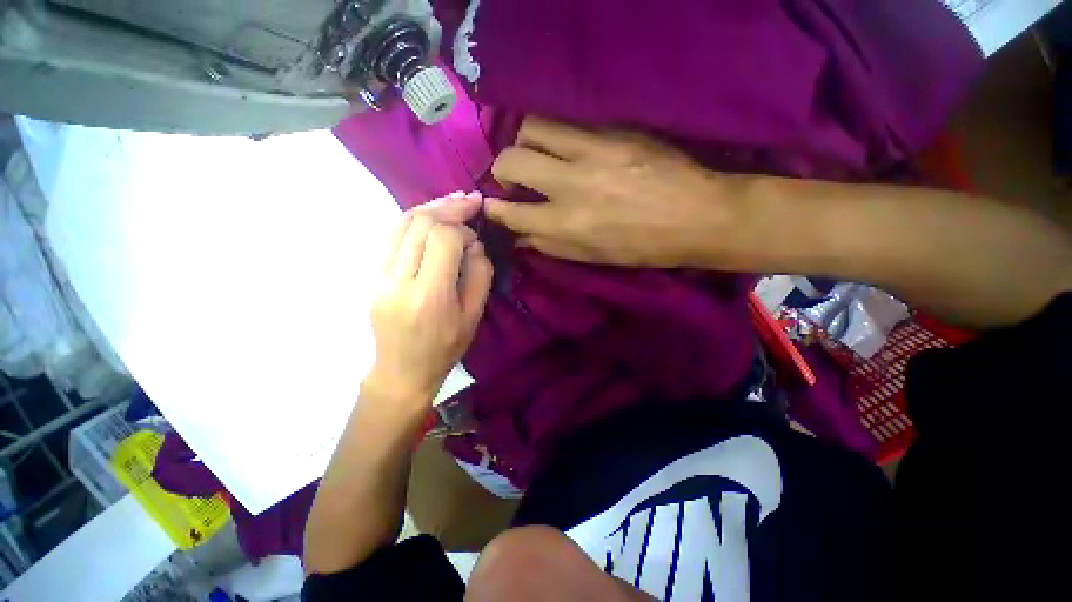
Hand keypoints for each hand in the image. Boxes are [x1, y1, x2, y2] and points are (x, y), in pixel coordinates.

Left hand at [365, 193, 493, 408]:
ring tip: (453, 201)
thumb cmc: (444, 349)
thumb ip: (479, 276)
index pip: (443, 240)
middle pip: (419, 223)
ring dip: (430, 207)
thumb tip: (473, 244)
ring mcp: (379, 276)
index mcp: (429, 295)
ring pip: (401, 223)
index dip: (463, 229)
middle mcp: (398, 280)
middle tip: (470, 200)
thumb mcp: (473, 317)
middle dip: (447, 206)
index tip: (476, 236)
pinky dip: (415, 220)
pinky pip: (393, 236)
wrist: (401, 372)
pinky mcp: (372, 275)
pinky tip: (432, 218)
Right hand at [486, 117, 750, 267]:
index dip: (494, 209)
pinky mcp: (614, 131)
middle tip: (513, 177)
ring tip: (536, 155)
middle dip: (502, 168)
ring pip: (534, 127)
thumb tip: (520, 237)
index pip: (512, 212)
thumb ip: (551, 246)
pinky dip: (555, 135)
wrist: (697, 216)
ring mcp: (593, 151)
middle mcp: (572, 185)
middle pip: (513, 159)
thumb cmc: (642, 247)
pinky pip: (568, 122)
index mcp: (568, 225)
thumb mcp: (592, 258)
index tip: (491, 205)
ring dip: (525, 141)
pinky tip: (565, 147)